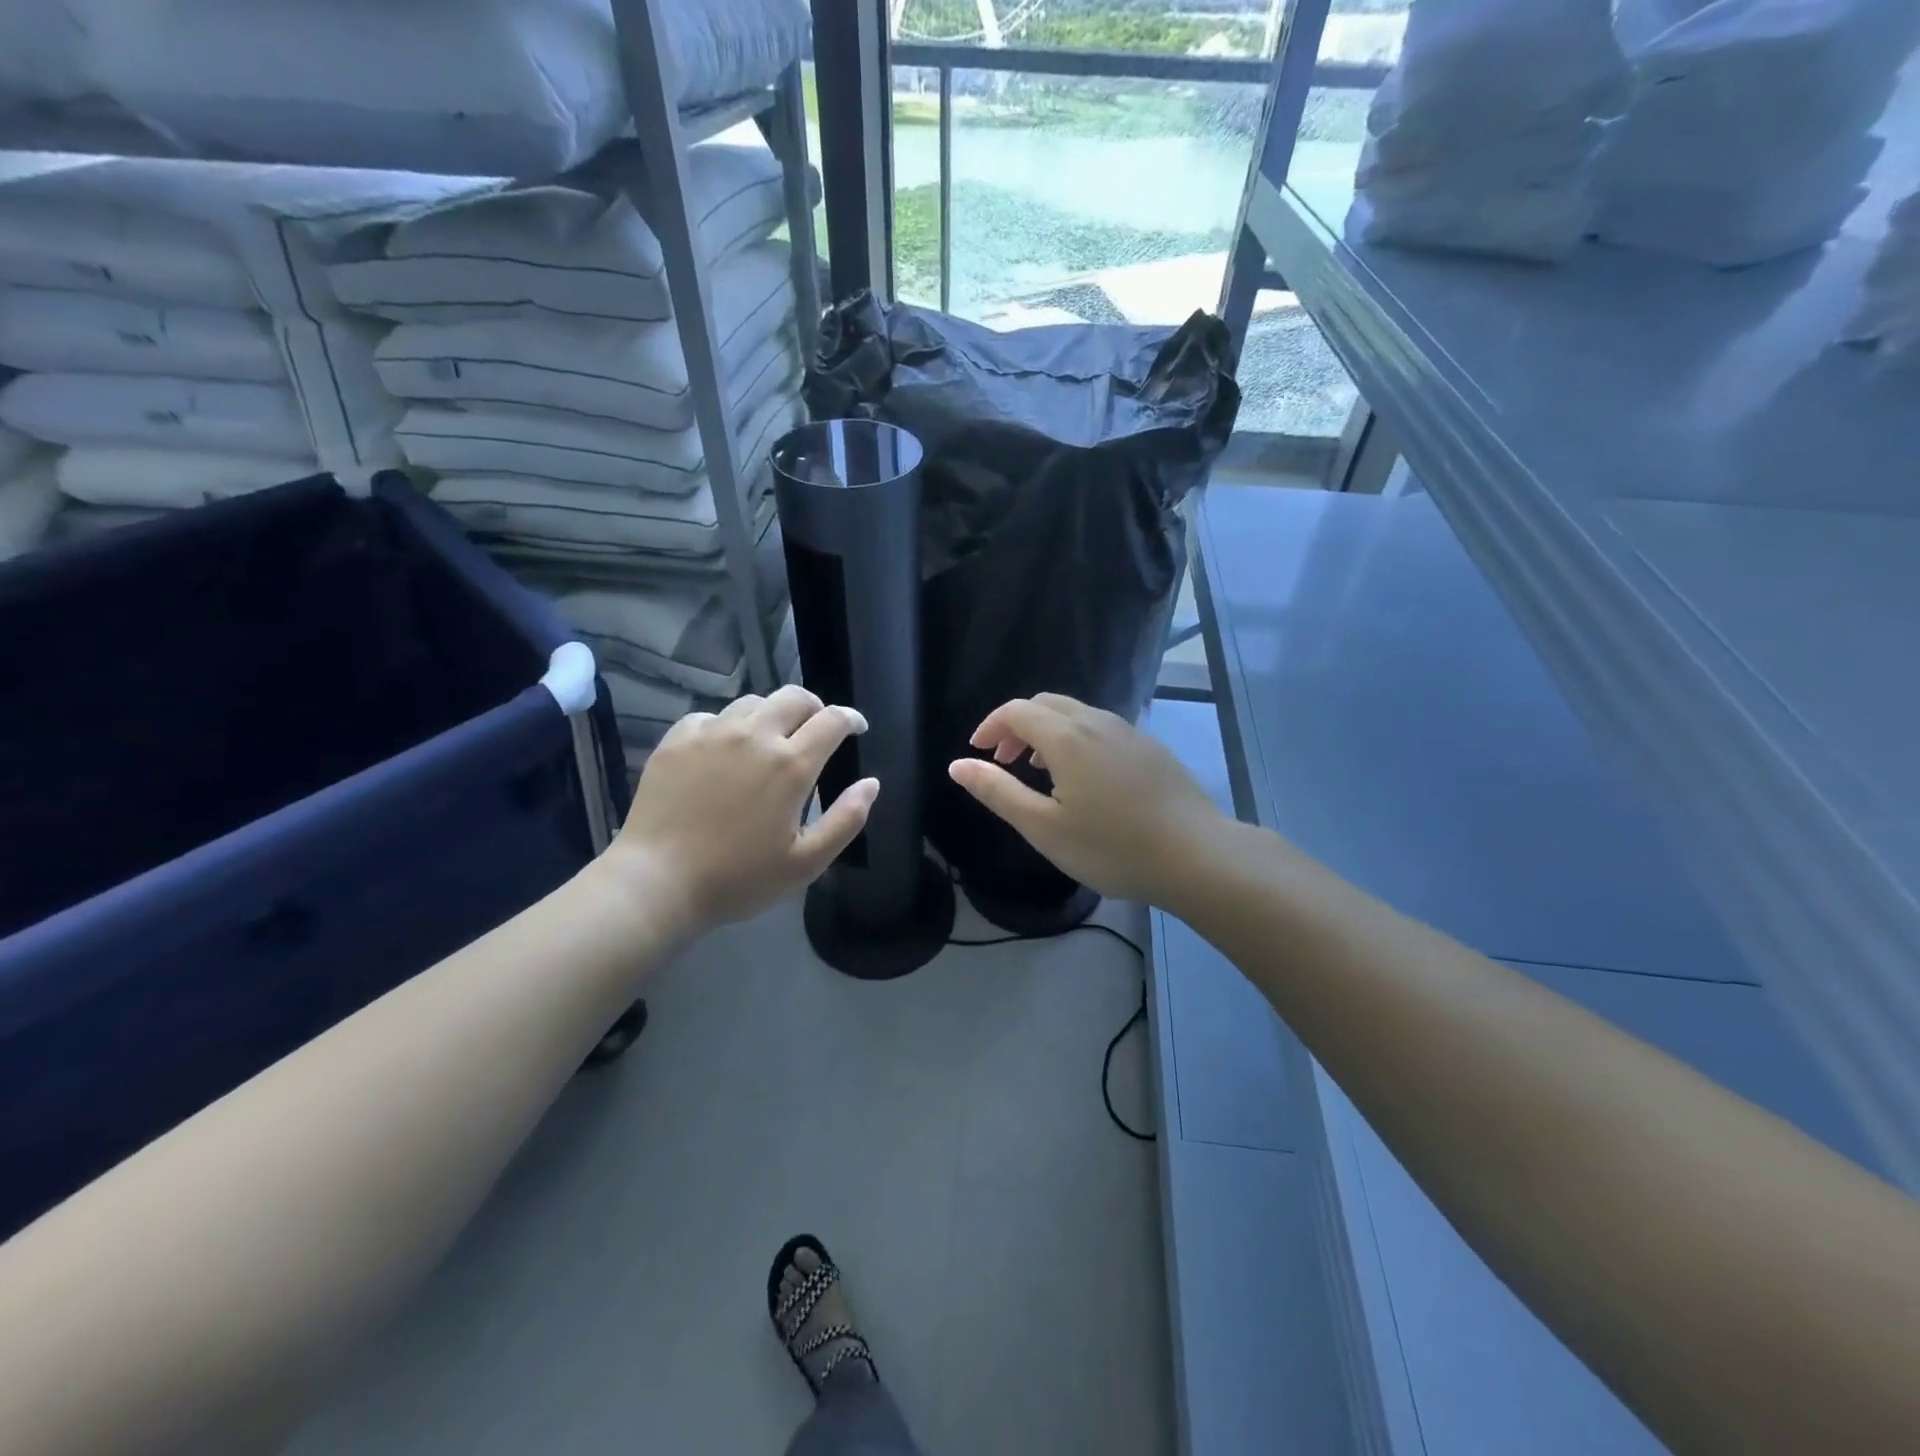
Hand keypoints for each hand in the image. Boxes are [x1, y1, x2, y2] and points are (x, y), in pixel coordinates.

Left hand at [603, 685, 877, 934]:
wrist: (658, 882)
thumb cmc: (738, 879)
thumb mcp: (806, 862)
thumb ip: (846, 819)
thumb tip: (871, 783)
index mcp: (791, 765)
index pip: (832, 720)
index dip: (850, 718)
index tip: (856, 728)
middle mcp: (754, 736)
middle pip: (794, 697)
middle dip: (814, 707)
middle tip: (816, 729)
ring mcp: (712, 733)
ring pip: (753, 702)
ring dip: (771, 714)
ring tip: (770, 739)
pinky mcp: (677, 740)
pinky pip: (711, 716)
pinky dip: (728, 725)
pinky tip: (724, 749)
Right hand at [947, 693, 1226, 904]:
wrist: (1196, 854)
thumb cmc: (1111, 846)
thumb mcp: (1043, 827)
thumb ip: (997, 792)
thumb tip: (958, 765)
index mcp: (1066, 737)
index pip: (1017, 710)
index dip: (990, 726)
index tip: (977, 752)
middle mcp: (1096, 721)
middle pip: (1047, 703)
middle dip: (1017, 725)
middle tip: (1004, 761)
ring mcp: (1128, 731)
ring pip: (1076, 713)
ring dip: (1047, 732)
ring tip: (1039, 771)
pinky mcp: (1149, 747)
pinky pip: (1101, 727)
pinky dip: (1076, 738)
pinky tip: (1084, 778)